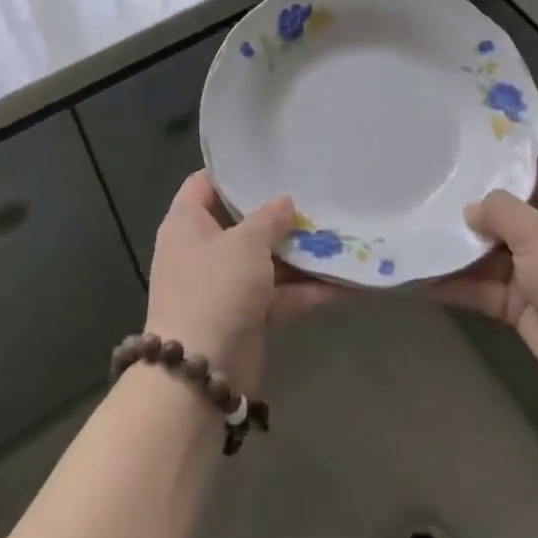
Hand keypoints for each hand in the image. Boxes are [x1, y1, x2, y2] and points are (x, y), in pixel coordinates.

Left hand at [143, 170, 350, 393]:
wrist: (199, 377)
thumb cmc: (215, 290)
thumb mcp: (244, 243)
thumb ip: (268, 218)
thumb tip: (284, 202)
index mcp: (187, 224)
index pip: (205, 183)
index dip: (234, 170)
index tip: (271, 160)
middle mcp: (204, 250)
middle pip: (244, 222)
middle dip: (281, 213)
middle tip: (317, 193)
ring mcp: (227, 286)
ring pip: (269, 260)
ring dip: (303, 253)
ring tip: (343, 232)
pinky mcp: (248, 316)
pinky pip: (282, 294)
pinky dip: (310, 290)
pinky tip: (350, 281)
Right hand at [430, 152, 537, 396]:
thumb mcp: (537, 231)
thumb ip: (500, 211)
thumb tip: (471, 209)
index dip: (512, 153)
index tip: (473, 144)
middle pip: (506, 208)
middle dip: (471, 200)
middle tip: (430, 184)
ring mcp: (532, 269)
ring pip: (488, 250)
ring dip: (458, 246)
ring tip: (417, 229)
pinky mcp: (517, 303)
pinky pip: (481, 287)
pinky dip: (456, 285)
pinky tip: (423, 278)